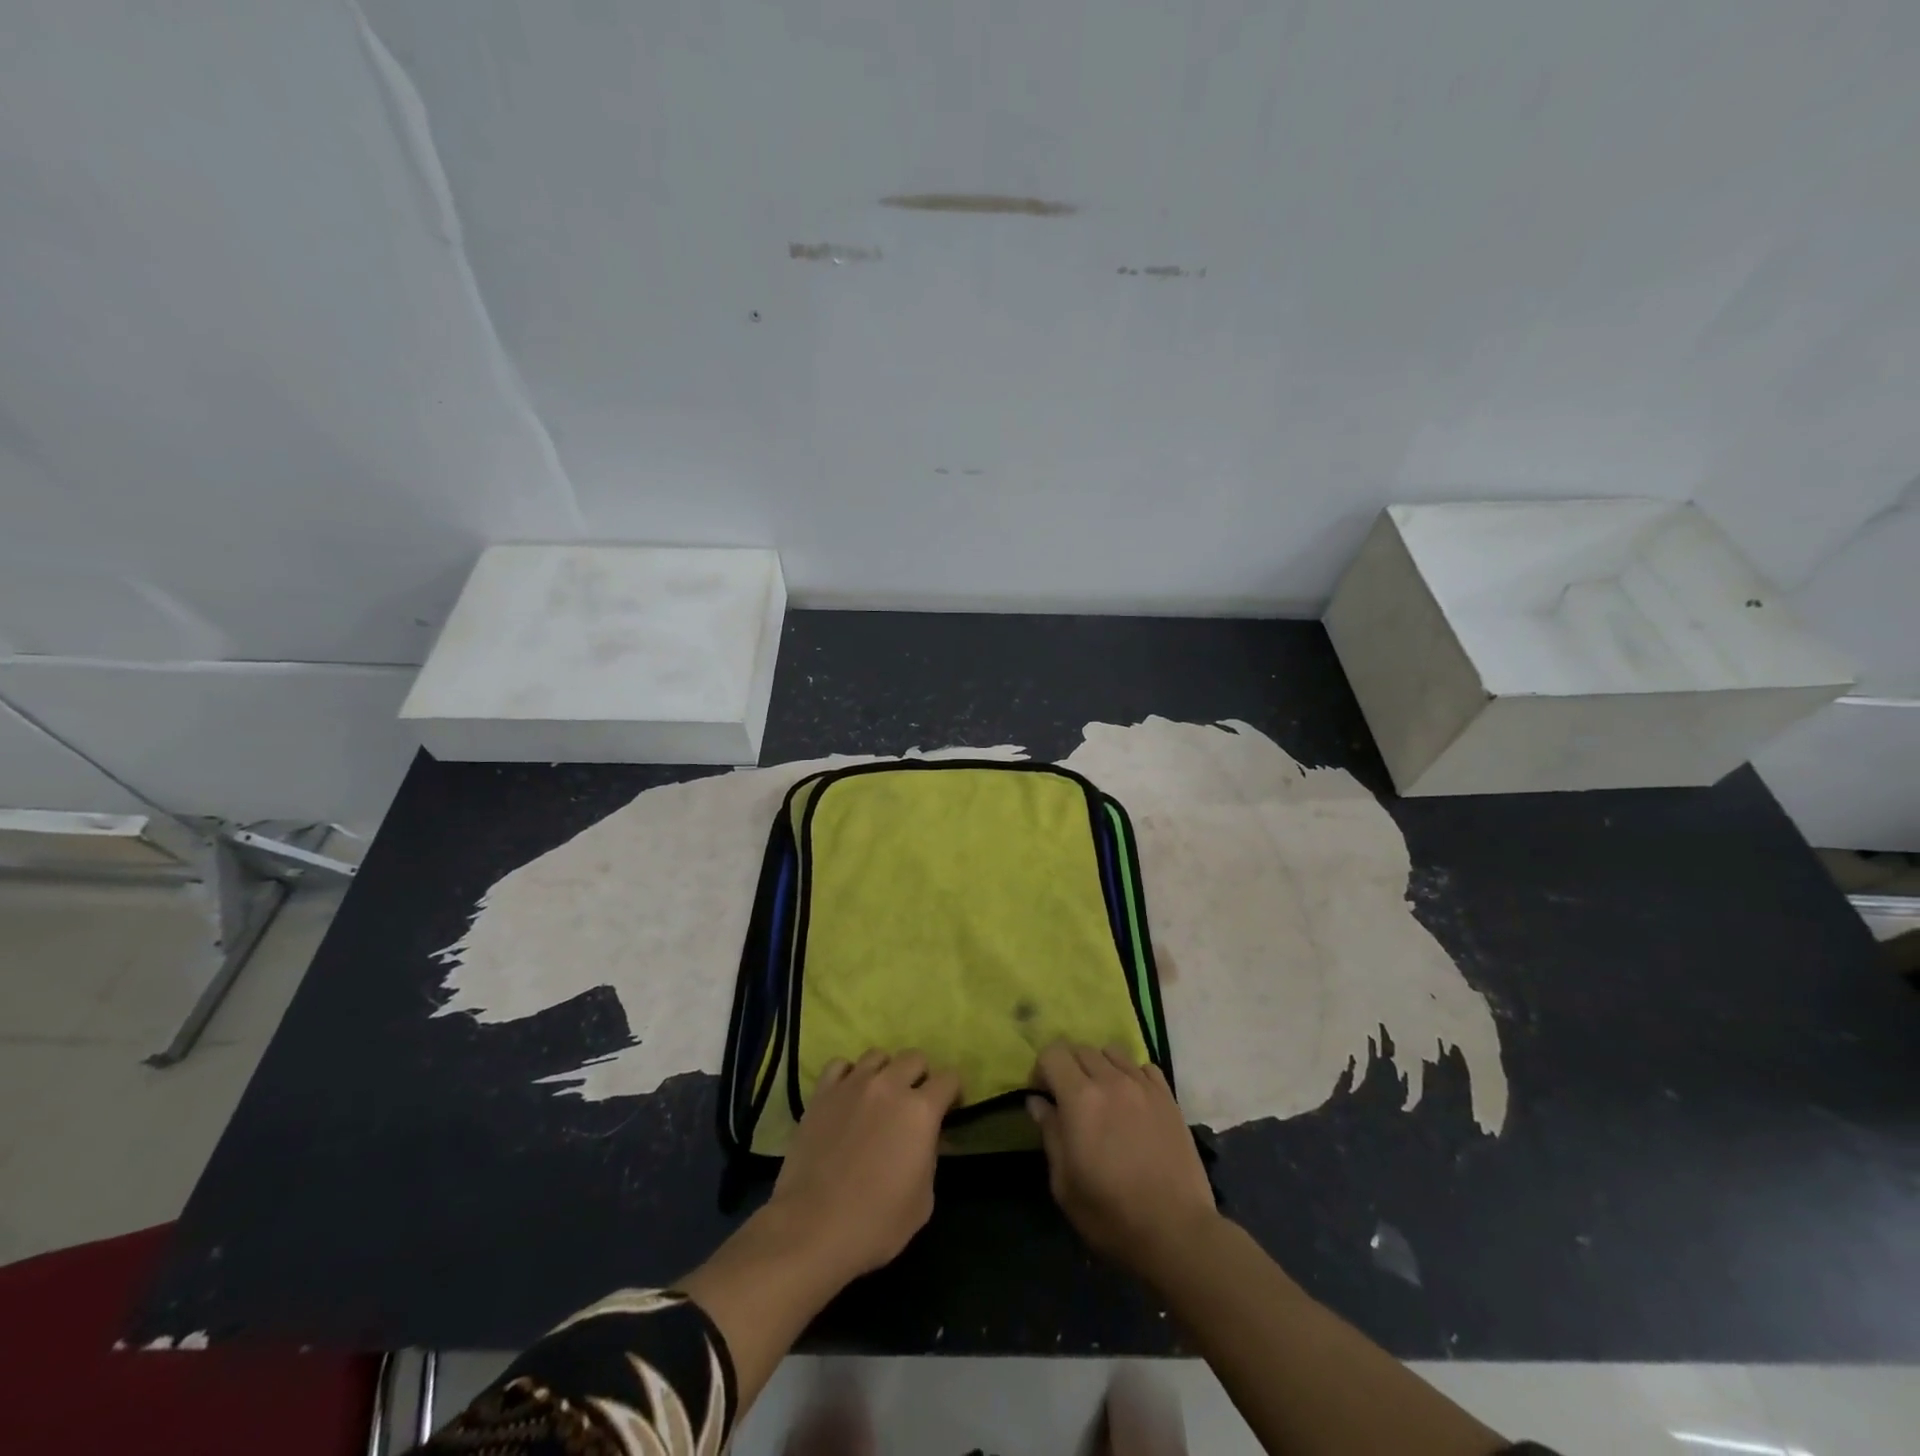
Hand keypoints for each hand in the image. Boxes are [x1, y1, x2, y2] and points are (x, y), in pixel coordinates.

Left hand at [767, 1049, 961, 1283]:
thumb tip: (924, 1139)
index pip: (949, 1079)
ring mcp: (853, 1084)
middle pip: (914, 1057)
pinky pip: (840, 1065)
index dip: (953, 1093)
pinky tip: (848, 1095)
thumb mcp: (923, 1200)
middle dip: (920, 1076)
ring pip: (878, 1055)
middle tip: (913, 1104)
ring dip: (885, 1072)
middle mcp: (889, 1086)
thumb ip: (929, 1157)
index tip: (949, 1110)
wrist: (812, 1228)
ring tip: (879, 1097)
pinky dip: (848, 1075)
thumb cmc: (875, 1224)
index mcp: (921, 1111)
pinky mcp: (822, 1092)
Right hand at [1028, 1042, 1217, 1277]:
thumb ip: (1049, 1133)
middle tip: (1069, 1098)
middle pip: (1081, 1049)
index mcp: (1080, 1098)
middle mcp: (1111, 1080)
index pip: (1053, 1053)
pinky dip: (1131, 1074)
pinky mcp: (1168, 1097)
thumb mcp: (1064, 1183)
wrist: (1176, 1232)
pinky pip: (1143, 1067)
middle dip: (1068, 1067)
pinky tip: (1132, 1100)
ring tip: (1102, 1096)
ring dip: (1099, 1066)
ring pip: (1112, 1052)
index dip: (1041, 1069)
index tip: (1042, 1095)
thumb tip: (1037, 1102)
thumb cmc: (1110, 1214)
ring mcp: (1143, 1085)